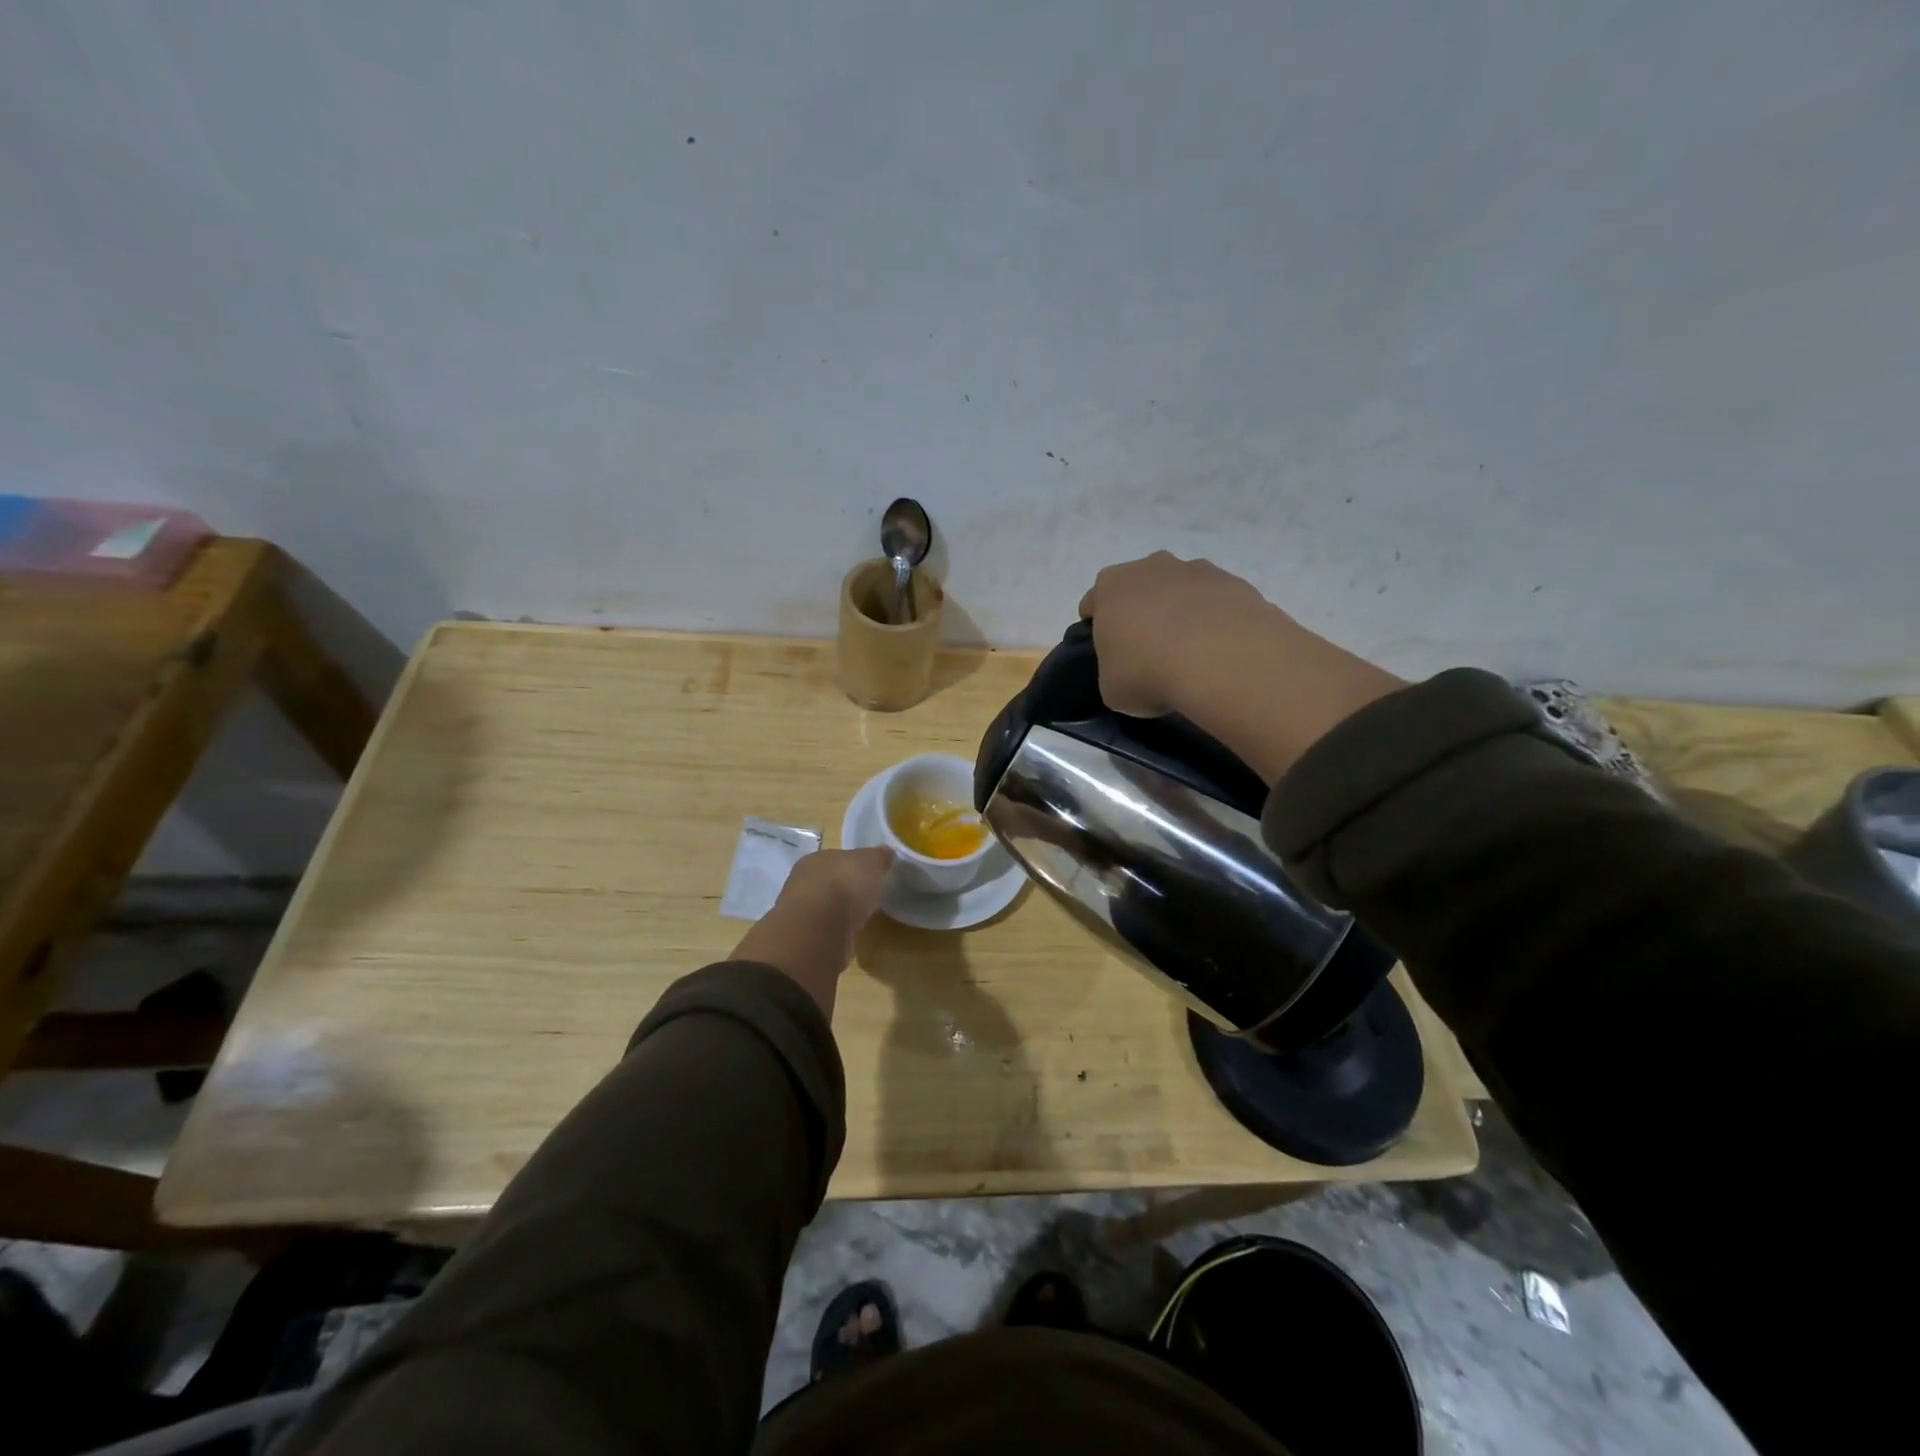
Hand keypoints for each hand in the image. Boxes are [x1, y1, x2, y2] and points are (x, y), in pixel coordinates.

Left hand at [730, 847, 893, 1016]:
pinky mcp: (804, 941)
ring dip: (838, 914)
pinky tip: (849, 939)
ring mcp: (800, 913)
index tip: (869, 875)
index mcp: (816, 859)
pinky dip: (835, 935)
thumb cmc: (845, 886)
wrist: (819, 931)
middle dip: (845, 890)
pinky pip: (824, 932)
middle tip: (866, 898)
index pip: (836, 858)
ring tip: (860, 920)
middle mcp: (802, 882)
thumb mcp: (871, 862)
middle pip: (828, 883)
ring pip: (824, 909)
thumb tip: (886, 853)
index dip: (853, 865)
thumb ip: (878, 857)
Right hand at [1077, 552, 1285, 717]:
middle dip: (1142, 615)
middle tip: (1149, 653)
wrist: (1220, 660)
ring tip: (1191, 654)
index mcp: (1110, 586)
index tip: (1110, 654)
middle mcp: (1150, 567)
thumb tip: (1129, 672)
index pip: (1093, 604)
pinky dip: (1214, 621)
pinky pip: (1215, 602)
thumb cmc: (1147, 672)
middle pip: (1138, 589)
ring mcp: (1195, 570)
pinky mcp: (1233, 582)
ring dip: (1180, 614)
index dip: (1098, 629)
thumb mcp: (1111, 688)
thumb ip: (1112, 671)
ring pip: (1180, 591)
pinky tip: (1219, 651)